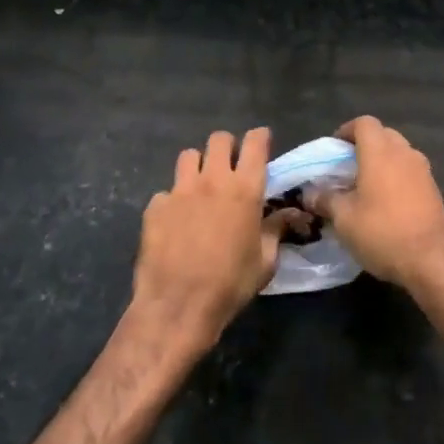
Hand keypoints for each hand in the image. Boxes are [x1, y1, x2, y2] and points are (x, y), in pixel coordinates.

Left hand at [133, 127, 291, 350]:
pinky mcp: (155, 206)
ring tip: (200, 188)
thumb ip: (276, 230)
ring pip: (188, 156)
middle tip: (230, 166)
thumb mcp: (265, 262)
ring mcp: (180, 190)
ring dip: (198, 166)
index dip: (260, 137)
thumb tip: (289, 215)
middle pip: (219, 139)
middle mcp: (212, 180)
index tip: (261, 143)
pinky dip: (173, 201)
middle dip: (227, 147)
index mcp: (245, 189)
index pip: (255, 142)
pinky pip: (166, 191)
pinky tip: (175, 223)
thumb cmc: (230, 285)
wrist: (177, 306)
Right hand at [307, 117, 443, 291]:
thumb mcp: (344, 218)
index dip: (346, 131)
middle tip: (346, 169)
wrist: (432, 261)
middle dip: (363, 146)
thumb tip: (309, 193)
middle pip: (383, 135)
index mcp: (380, 151)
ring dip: (381, 162)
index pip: (364, 123)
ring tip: (364, 187)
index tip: (333, 150)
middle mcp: (404, 153)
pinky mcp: (433, 190)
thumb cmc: (382, 232)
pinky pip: (410, 172)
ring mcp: (423, 170)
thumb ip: (325, 199)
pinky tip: (385, 203)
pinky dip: (396, 177)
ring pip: (398, 153)